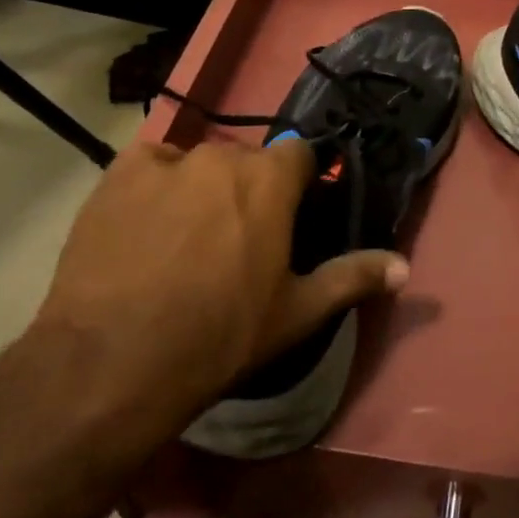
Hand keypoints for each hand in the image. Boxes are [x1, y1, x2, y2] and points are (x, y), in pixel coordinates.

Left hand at [25, 138, 407, 463]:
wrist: (112, 363)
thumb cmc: (220, 336)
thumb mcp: (296, 313)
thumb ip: (353, 277)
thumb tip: (406, 267)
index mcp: (272, 180)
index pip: (300, 154)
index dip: (299, 183)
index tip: (291, 215)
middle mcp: (222, 157)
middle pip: (247, 161)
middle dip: (249, 190)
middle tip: (236, 240)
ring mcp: (165, 163)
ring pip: (197, 165)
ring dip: (201, 190)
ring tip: (184, 240)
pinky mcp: (116, 177)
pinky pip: (149, 166)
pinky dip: (154, 186)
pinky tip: (146, 226)